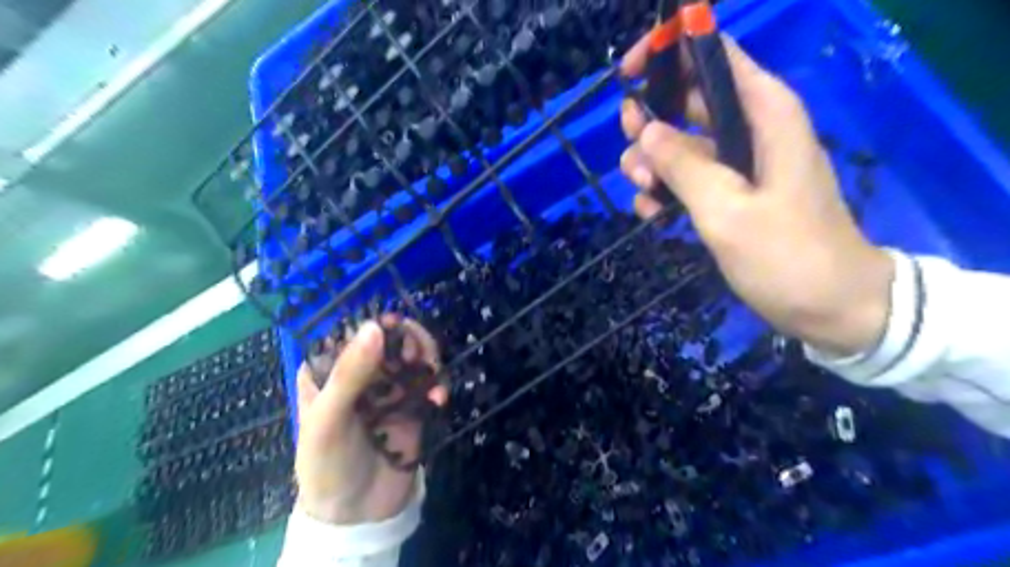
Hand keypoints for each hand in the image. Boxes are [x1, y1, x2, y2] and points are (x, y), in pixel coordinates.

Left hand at [292, 316, 449, 524]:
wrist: (357, 514)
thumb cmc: (327, 464)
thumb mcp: (327, 418)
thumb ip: (350, 373)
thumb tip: (375, 326)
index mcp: (328, 372)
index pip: (352, 333)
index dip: (375, 324)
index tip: (395, 323)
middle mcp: (361, 375)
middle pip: (389, 341)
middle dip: (408, 340)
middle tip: (418, 352)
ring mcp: (389, 391)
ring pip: (413, 358)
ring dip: (428, 359)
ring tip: (433, 371)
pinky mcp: (412, 407)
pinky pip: (429, 386)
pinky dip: (437, 387)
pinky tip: (439, 400)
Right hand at [616, 32, 888, 353]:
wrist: (831, 306)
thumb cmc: (786, 255)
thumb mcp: (727, 210)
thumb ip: (684, 166)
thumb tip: (646, 131)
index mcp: (763, 113)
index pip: (714, 55)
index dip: (670, 51)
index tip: (628, 76)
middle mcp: (750, 129)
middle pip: (687, 101)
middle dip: (650, 123)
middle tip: (631, 157)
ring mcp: (738, 163)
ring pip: (680, 143)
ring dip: (652, 165)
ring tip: (643, 194)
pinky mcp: (731, 193)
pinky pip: (688, 178)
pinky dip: (665, 191)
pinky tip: (652, 215)